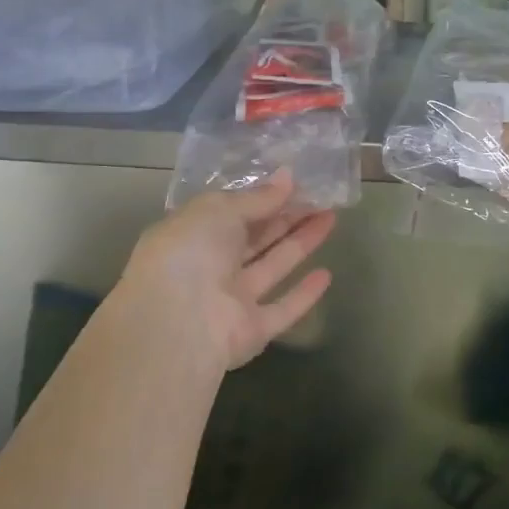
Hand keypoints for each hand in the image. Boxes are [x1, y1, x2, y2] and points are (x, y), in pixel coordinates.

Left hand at [106, 173, 335, 372]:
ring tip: (331, 218)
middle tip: (321, 196)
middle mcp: (210, 267)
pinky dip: (303, 294)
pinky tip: (327, 274)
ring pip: (272, 266)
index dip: (262, 197)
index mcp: (192, 234)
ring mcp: (231, 300)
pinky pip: (282, 309)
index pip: (231, 212)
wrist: (177, 324)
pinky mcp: (252, 330)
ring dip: (301, 243)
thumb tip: (288, 178)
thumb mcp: (219, 209)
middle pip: (255, 238)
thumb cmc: (190, 252)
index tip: (294, 183)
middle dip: (287, 216)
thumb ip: (256, 197)